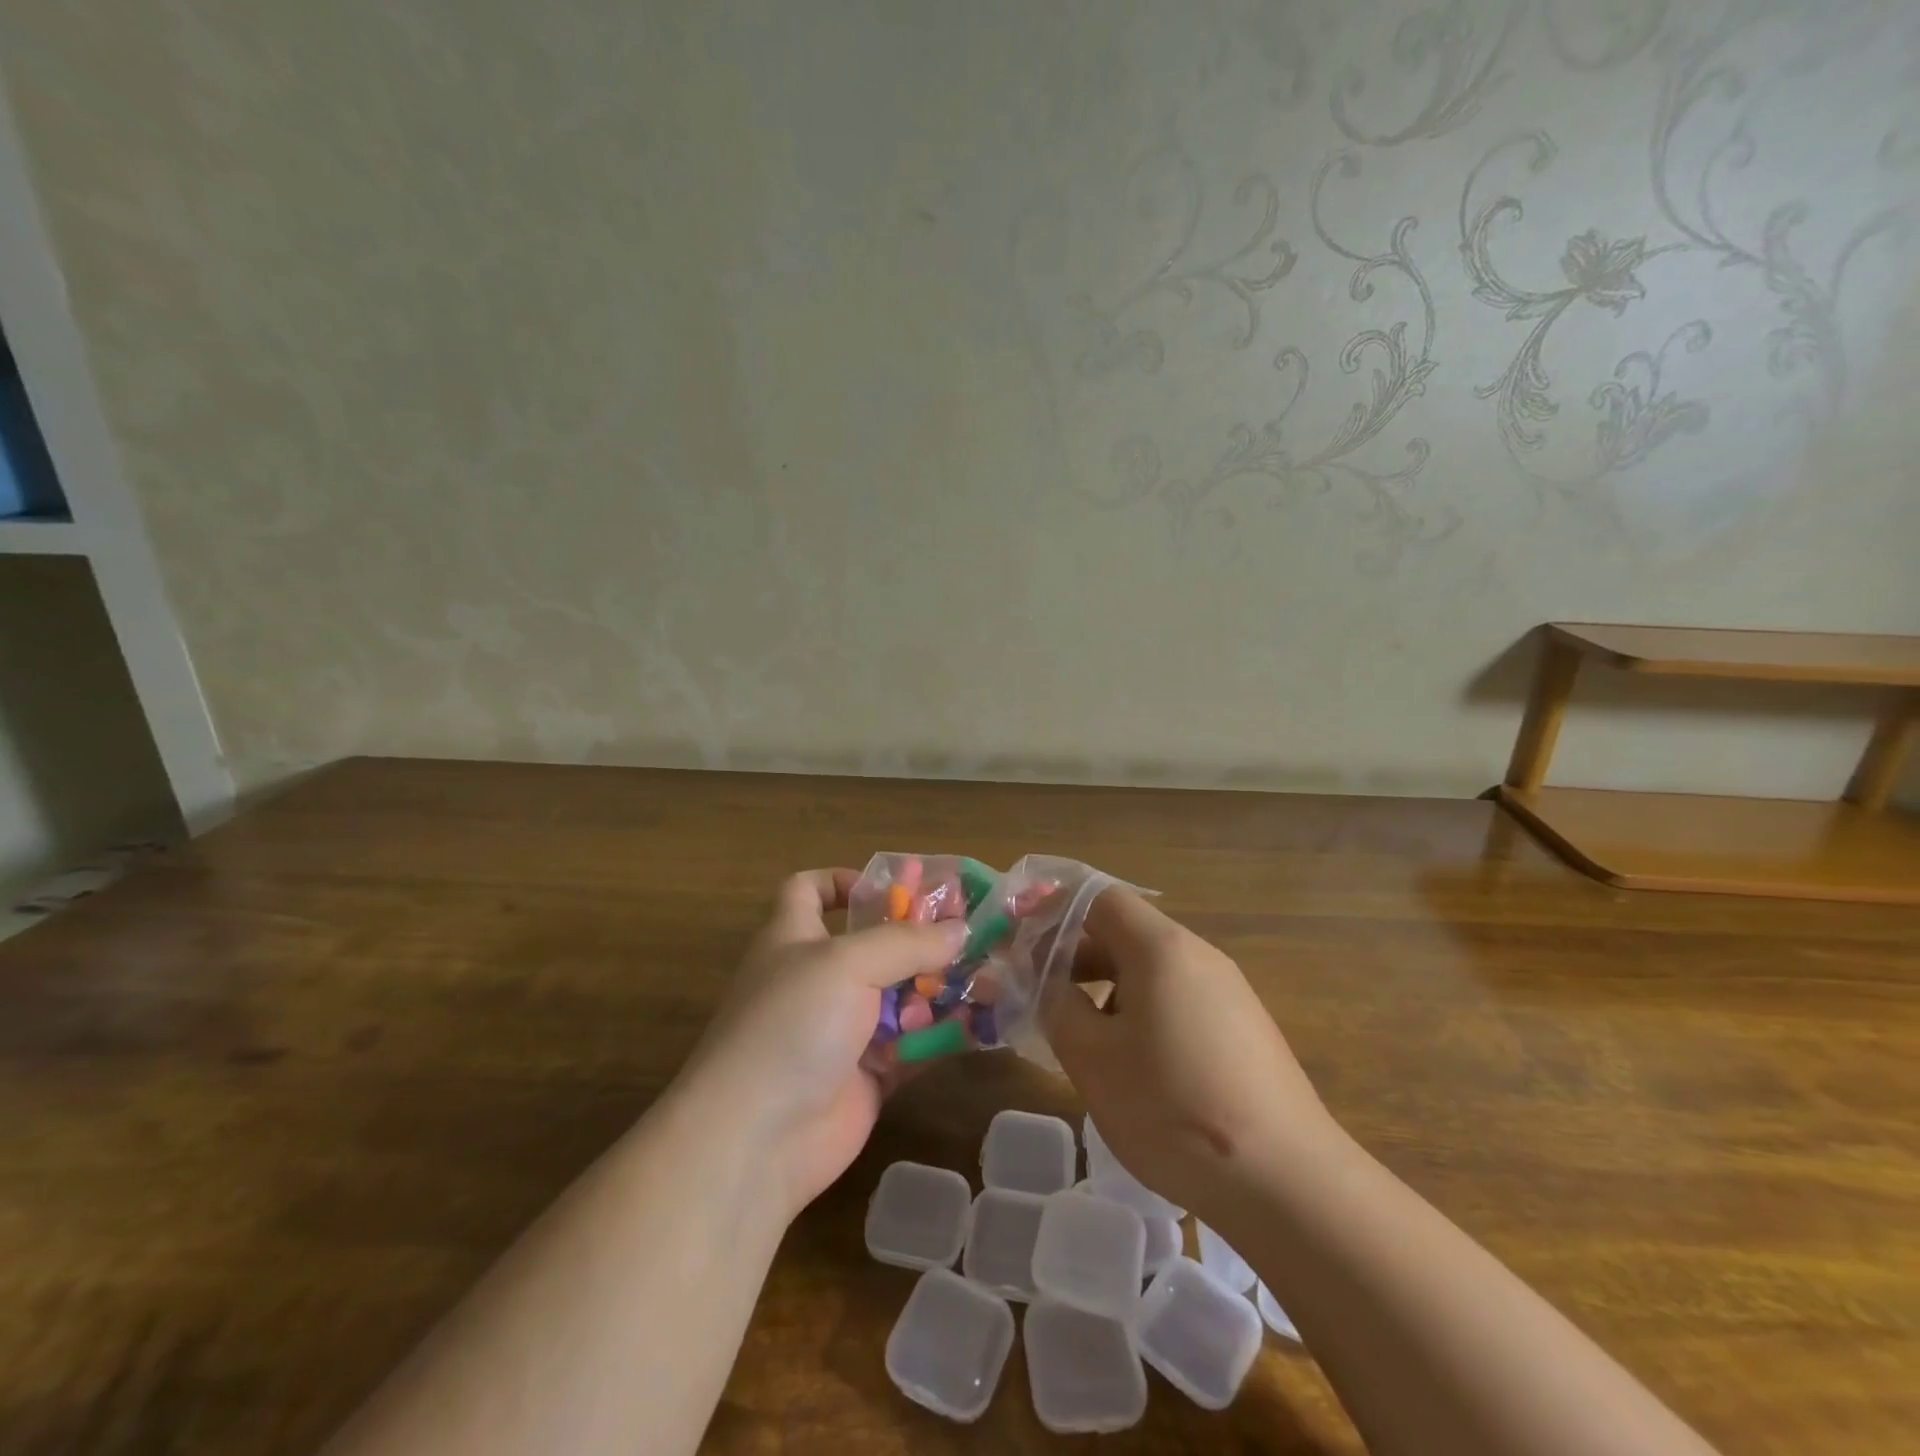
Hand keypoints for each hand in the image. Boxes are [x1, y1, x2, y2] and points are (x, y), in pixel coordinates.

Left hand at [682, 869, 965, 1218]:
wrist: (757, 1140)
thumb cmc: (792, 1026)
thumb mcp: (846, 964)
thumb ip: (906, 942)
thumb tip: (960, 931)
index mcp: (796, 938)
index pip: (810, 890)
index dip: (844, 881)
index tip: (893, 888)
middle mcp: (820, 979)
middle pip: (876, 944)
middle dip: (922, 937)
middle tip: (974, 932)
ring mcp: (844, 1029)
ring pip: (901, 996)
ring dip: (943, 987)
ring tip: (992, 978)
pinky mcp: (868, 1074)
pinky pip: (914, 1044)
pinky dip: (945, 1034)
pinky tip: (983, 1024)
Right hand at [1042, 888, 1339, 1221]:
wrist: (1287, 1184)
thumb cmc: (1173, 1108)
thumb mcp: (1092, 1057)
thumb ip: (1055, 1004)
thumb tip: (1042, 978)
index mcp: (1161, 948)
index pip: (1099, 899)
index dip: (1054, 910)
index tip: (1019, 939)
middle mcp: (1199, 956)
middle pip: (1125, 932)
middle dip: (1074, 954)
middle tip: (1039, 991)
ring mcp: (1229, 993)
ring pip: (1151, 970)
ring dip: (1105, 987)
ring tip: (1080, 1034)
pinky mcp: (1244, 1030)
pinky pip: (1179, 1000)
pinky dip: (1141, 1012)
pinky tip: (1132, 1064)